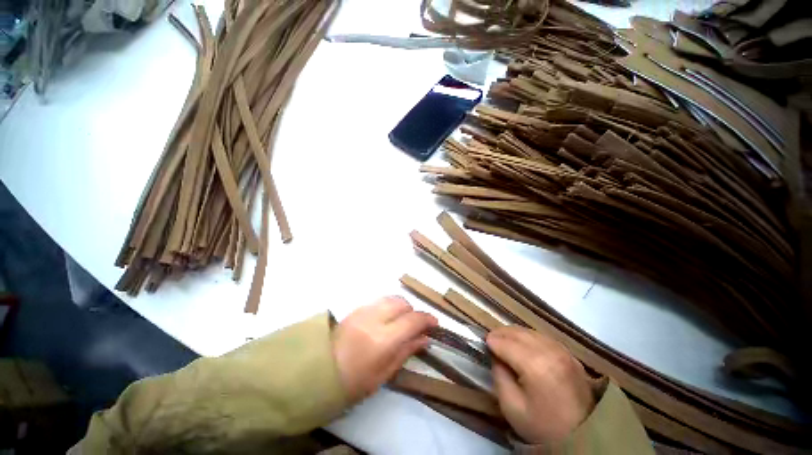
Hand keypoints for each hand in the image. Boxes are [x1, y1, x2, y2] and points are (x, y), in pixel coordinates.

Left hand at [333, 296, 437, 402]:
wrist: (317, 372)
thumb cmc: (353, 382)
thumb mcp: (383, 374)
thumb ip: (406, 351)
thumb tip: (425, 338)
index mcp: (383, 339)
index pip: (412, 320)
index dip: (427, 319)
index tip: (434, 324)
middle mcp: (374, 318)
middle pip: (402, 303)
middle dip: (412, 312)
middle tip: (414, 326)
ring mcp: (363, 310)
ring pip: (391, 298)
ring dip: (400, 307)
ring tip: (400, 322)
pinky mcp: (356, 308)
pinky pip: (379, 301)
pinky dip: (388, 306)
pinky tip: (385, 319)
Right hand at [487, 326, 596, 443]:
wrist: (585, 435)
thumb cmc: (544, 425)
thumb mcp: (511, 407)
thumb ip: (499, 376)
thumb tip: (497, 357)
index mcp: (534, 365)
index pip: (505, 343)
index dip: (491, 342)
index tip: (483, 344)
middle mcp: (549, 351)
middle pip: (517, 332)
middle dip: (501, 333)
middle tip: (491, 340)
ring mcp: (562, 350)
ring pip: (530, 331)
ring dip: (514, 333)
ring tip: (505, 340)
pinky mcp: (569, 354)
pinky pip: (542, 336)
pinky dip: (528, 337)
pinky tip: (523, 344)